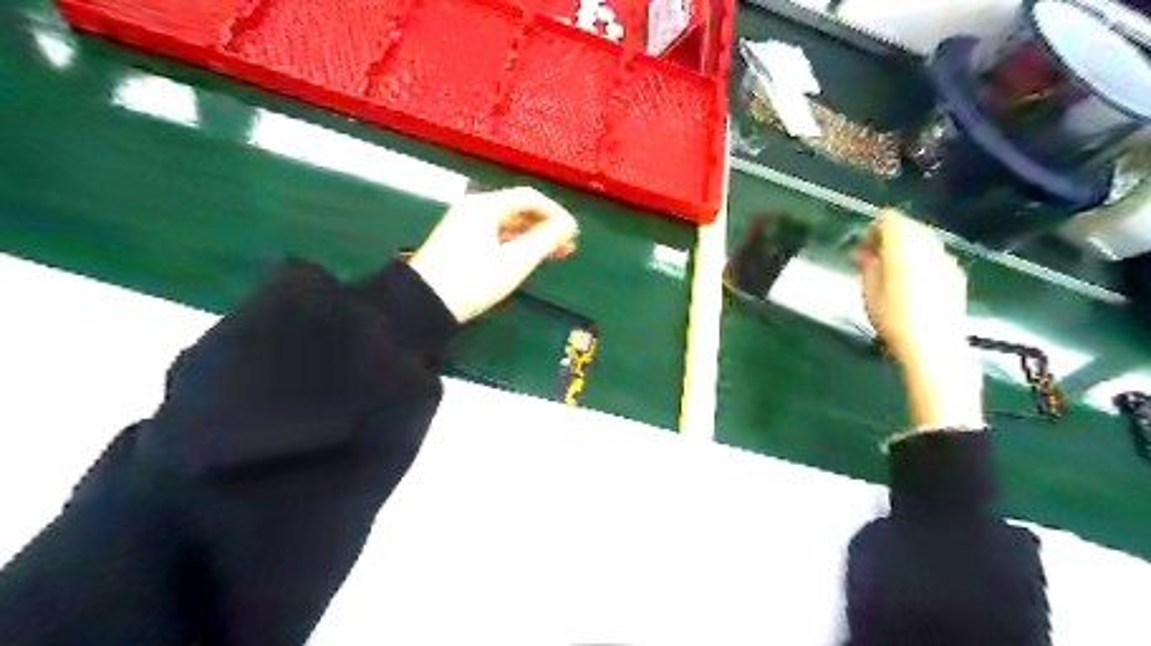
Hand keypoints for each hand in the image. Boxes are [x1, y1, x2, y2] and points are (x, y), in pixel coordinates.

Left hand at [409, 186, 579, 322]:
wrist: (424, 305)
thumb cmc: (473, 280)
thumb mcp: (515, 261)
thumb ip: (545, 240)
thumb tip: (569, 225)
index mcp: (485, 206)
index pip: (530, 197)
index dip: (556, 212)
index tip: (573, 233)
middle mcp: (474, 209)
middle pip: (519, 209)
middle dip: (546, 225)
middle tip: (568, 245)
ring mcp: (465, 225)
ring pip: (508, 224)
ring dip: (533, 237)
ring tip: (555, 254)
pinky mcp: (461, 243)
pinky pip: (497, 236)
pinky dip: (516, 244)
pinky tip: (528, 258)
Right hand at [858, 209, 964, 364]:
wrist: (932, 344)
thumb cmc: (892, 317)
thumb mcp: (868, 291)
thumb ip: (869, 266)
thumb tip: (868, 253)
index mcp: (902, 245)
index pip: (889, 219)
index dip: (873, 228)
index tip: (863, 245)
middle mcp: (927, 246)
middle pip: (910, 227)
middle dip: (891, 236)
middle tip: (874, 256)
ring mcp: (945, 259)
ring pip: (925, 241)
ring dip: (907, 248)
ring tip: (892, 269)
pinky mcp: (955, 275)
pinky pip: (935, 257)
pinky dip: (921, 260)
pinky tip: (912, 281)